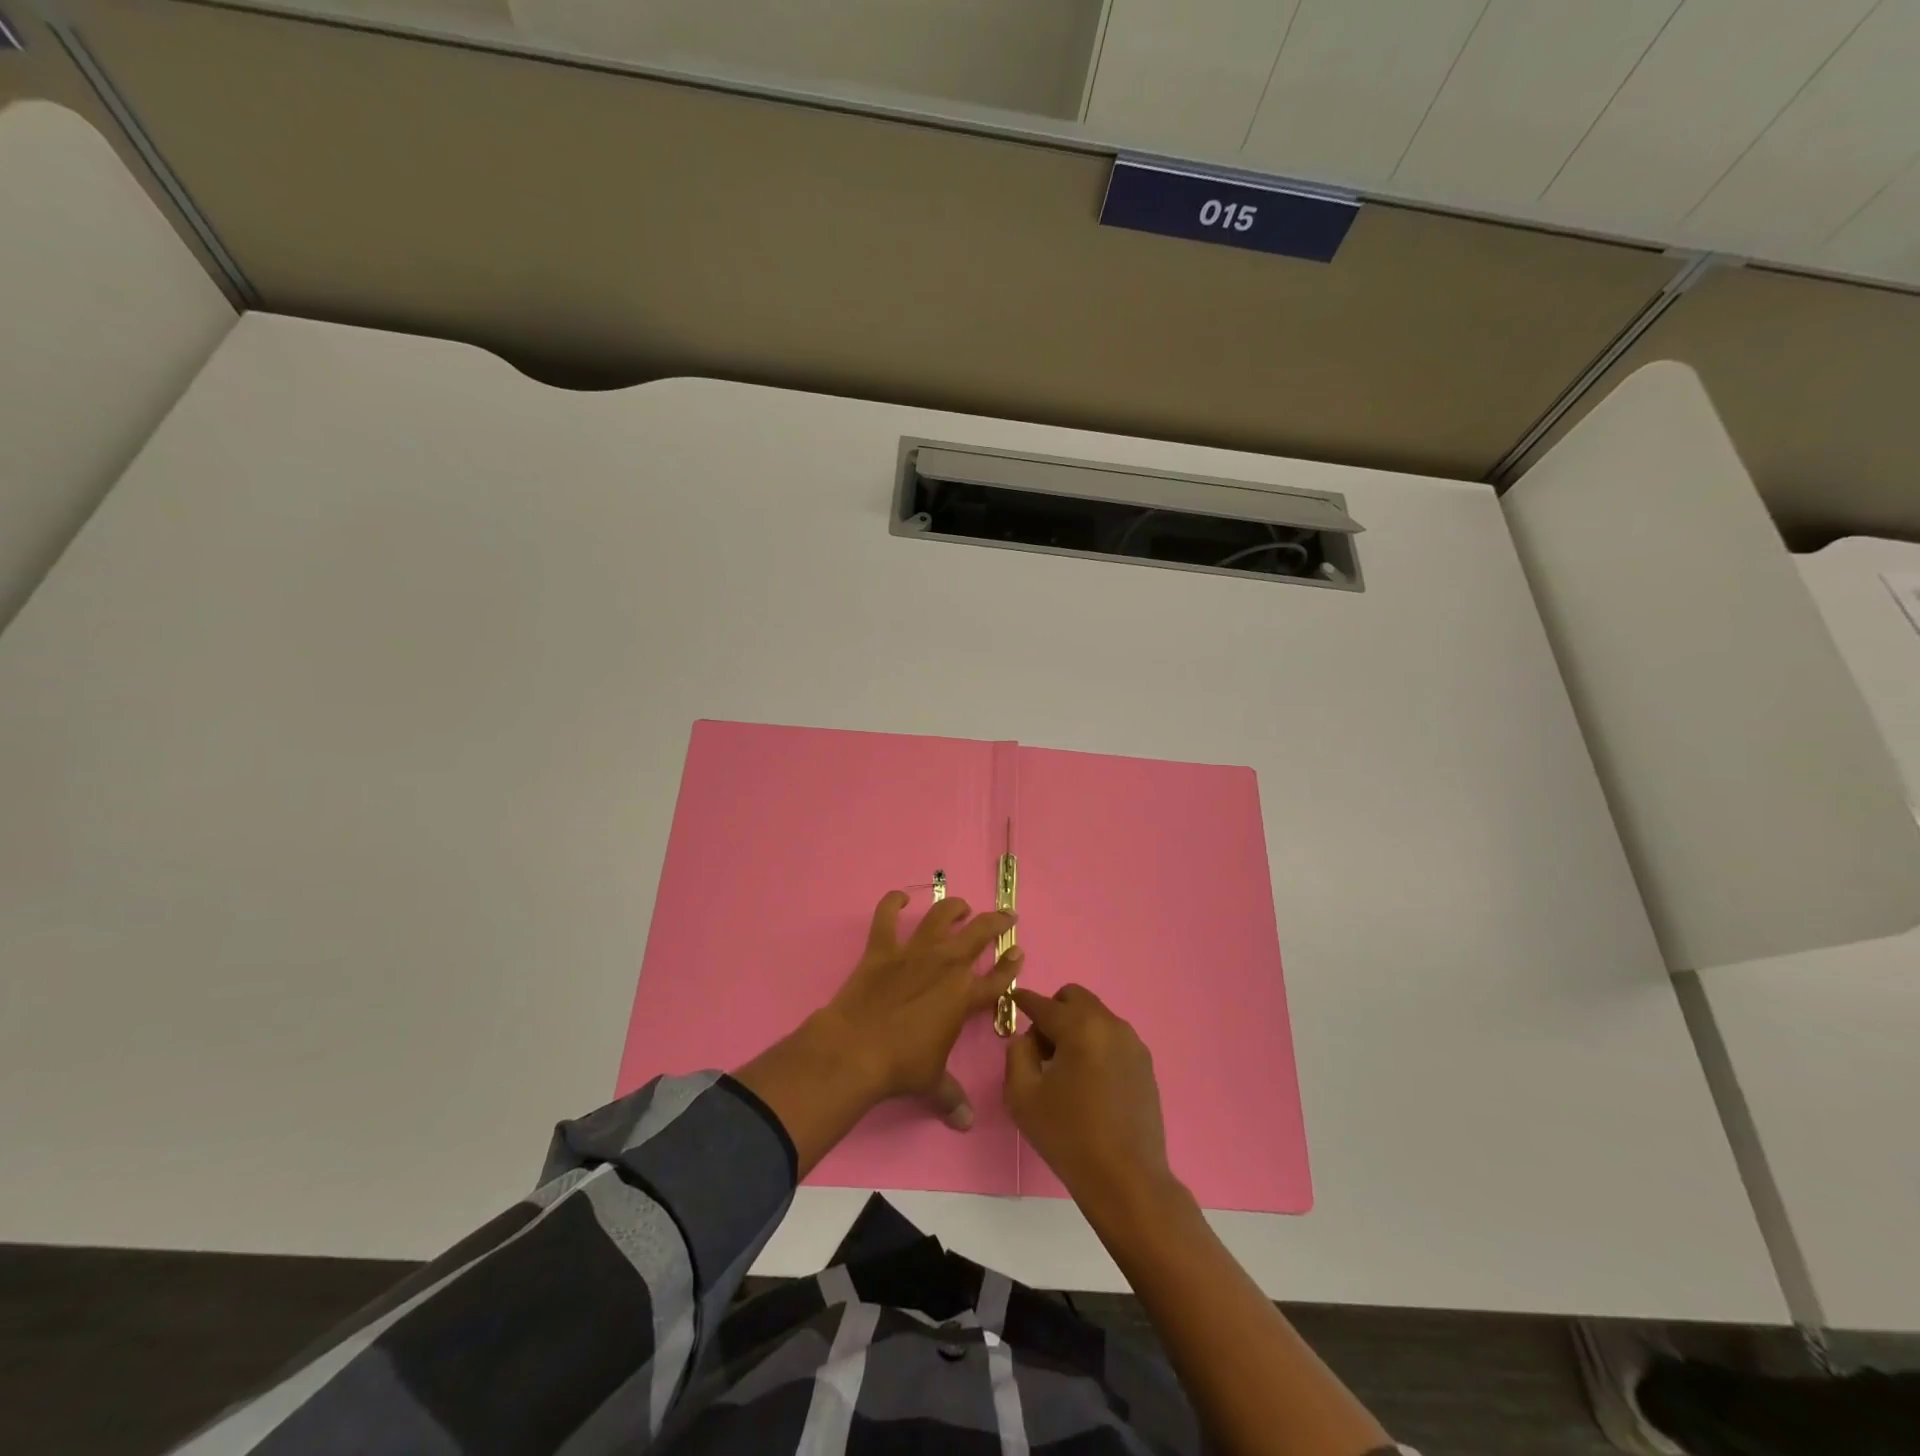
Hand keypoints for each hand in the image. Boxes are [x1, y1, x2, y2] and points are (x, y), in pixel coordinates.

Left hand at [819, 890, 1019, 1125]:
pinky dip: (892, 903)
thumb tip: (965, 1123)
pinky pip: (886, 917)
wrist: (856, 1049)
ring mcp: (913, 953)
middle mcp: (945, 966)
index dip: (1011, 966)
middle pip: (978, 935)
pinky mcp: (881, 949)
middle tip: (1006, 916)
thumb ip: (951, 1097)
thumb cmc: (901, 1067)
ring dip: (953, 908)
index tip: (1019, 953)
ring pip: (940, 917)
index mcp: (963, 997)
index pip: (997, 979)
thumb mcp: (932, 1083)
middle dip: (996, 923)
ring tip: (961, 906)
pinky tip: (899, 897)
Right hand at [1003, 984, 1173, 1207]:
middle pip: (1074, 998)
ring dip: (1076, 1027)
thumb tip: (1026, 1038)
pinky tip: (1090, 1081)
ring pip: (1095, 1016)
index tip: (1013, 1001)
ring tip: (1066, 1068)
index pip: (1043, 1003)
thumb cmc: (1069, 1136)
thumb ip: (1017, 1054)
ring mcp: (1132, 1042)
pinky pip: (1112, 1037)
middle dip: (1054, 1011)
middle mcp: (1109, 1024)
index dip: (1023, 1000)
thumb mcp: (1022, 1096)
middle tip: (1042, 1047)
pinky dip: (1096, 1044)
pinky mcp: (1145, 1063)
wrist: (1126, 1179)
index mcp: (1079, 1027)